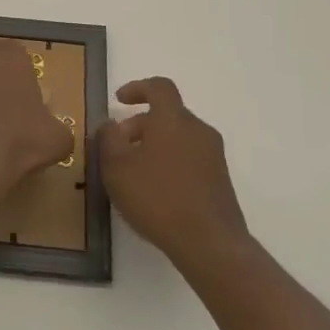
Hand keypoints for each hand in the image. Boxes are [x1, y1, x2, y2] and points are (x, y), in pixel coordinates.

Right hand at [95, 77, 248, 269]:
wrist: (210, 243)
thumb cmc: (157, 198)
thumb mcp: (116, 168)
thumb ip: (108, 139)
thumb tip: (110, 124)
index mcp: (173, 119)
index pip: (159, 87)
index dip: (138, 88)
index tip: (120, 101)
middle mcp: (198, 130)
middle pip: (168, 114)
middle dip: (140, 124)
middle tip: (118, 146)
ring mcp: (213, 155)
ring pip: (179, 137)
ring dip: (155, 145)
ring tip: (134, 171)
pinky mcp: (220, 179)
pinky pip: (190, 157)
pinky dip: (170, 162)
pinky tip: (156, 190)